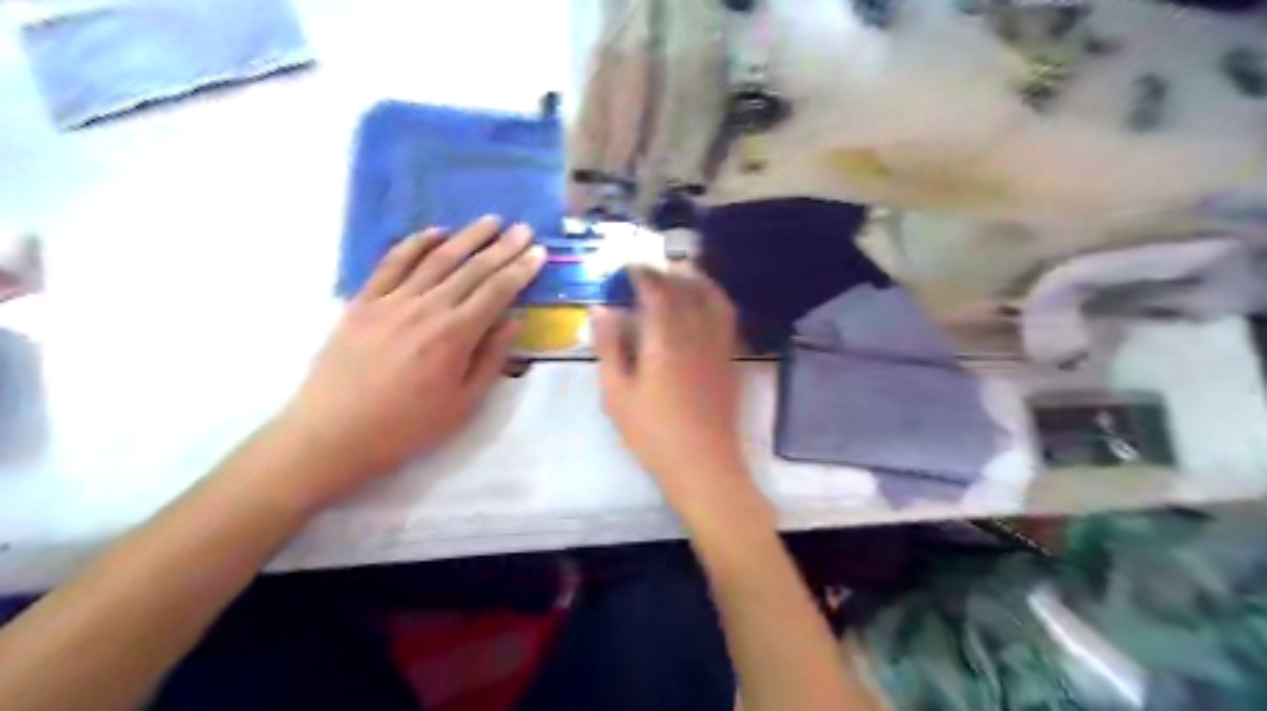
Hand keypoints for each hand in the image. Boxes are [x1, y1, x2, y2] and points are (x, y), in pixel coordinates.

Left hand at [276, 216, 541, 510]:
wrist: (332, 434)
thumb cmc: (406, 427)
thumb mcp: (463, 405)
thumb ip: (491, 360)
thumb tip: (514, 322)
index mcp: (455, 335)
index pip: (497, 292)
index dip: (521, 270)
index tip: (539, 252)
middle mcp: (427, 308)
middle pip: (472, 269)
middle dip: (502, 247)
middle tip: (523, 228)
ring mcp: (392, 301)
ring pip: (436, 259)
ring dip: (466, 237)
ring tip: (489, 221)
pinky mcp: (363, 302)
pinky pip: (392, 264)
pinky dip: (415, 244)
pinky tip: (434, 233)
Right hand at [591, 264, 755, 513]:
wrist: (704, 465)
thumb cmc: (653, 434)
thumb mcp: (617, 394)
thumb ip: (609, 348)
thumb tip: (600, 310)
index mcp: (664, 341)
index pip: (655, 291)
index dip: (642, 272)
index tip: (629, 263)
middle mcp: (695, 334)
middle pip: (685, 288)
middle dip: (667, 270)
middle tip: (651, 265)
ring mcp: (718, 346)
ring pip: (712, 298)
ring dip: (697, 278)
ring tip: (682, 270)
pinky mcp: (730, 360)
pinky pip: (726, 317)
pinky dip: (715, 299)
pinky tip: (706, 302)